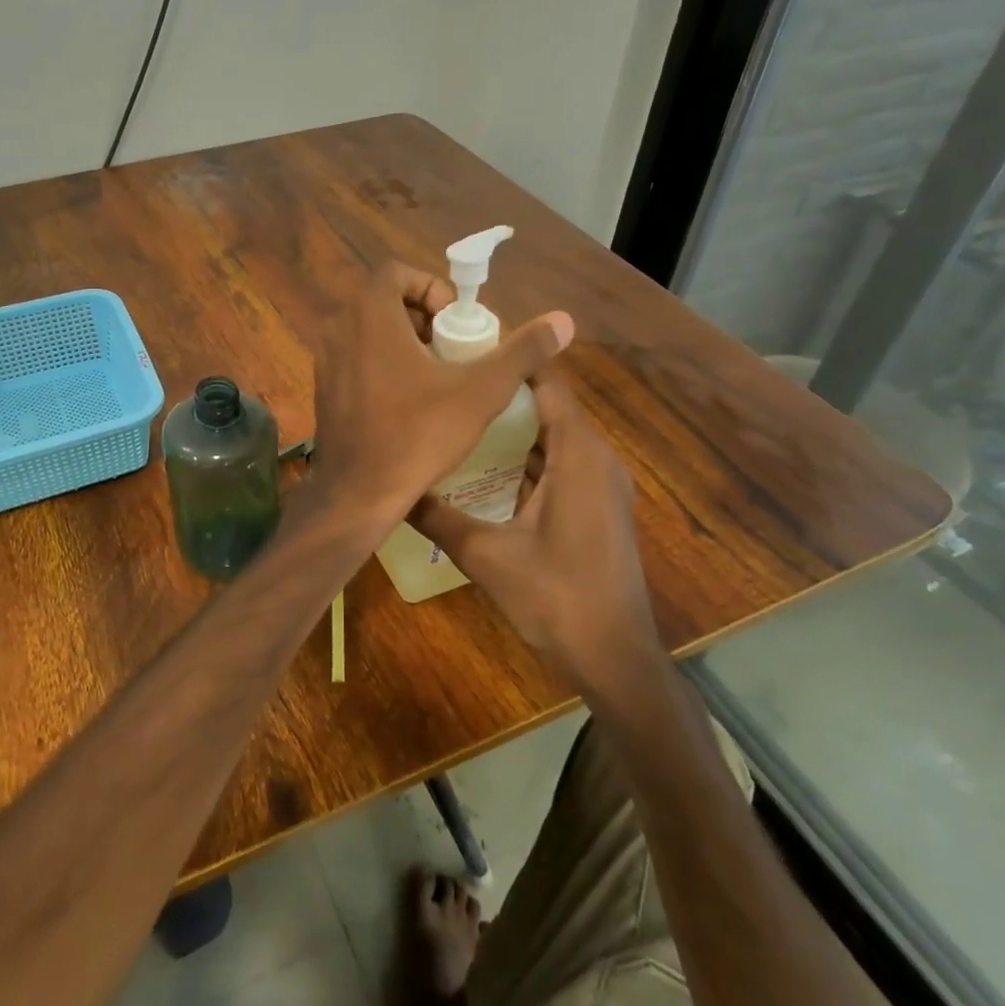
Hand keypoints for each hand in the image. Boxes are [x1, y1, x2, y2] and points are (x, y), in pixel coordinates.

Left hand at [305, 261, 571, 538]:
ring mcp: (325, 361)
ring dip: (401, 342)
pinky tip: (407, 402)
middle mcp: (338, 329)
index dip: (431, 287)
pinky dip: (380, 365)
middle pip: (382, 301)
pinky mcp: (322, 390)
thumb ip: (521, 352)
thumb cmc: (418, 435)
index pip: (395, 272)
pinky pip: (354, 359)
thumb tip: (564, 320)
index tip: (455, 321)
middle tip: (451, 348)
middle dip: (421, 317)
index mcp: (368, 315)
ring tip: (435, 376)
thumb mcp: (480, 392)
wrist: (358, 493)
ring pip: (367, 332)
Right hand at [407, 373, 662, 708]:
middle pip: (549, 406)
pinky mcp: (597, 507)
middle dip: (502, 392)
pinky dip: (527, 456)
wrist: (614, 656)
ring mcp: (601, 484)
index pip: (548, 384)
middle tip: (450, 383)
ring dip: (513, 426)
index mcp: (577, 455)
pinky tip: (485, 466)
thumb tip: (391, 490)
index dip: (512, 361)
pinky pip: (561, 463)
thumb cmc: (555, 596)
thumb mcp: (485, 555)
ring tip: (460, 416)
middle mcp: (596, 459)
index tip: (465, 348)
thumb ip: (437, 517)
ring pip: (554, 437)